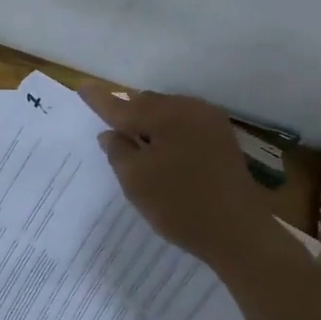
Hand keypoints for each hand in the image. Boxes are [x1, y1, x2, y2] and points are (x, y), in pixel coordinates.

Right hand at [78, 85, 267, 265]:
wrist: (238, 233)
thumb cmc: (179, 205)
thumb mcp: (135, 180)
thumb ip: (117, 151)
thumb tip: (111, 133)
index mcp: (167, 115)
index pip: (122, 106)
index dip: (100, 99)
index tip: (82, 86)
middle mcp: (190, 110)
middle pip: (147, 104)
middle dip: (128, 114)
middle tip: (111, 131)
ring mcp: (211, 123)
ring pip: (167, 113)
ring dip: (149, 125)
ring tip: (136, 146)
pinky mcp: (222, 140)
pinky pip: (185, 125)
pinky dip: (168, 133)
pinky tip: (162, 153)